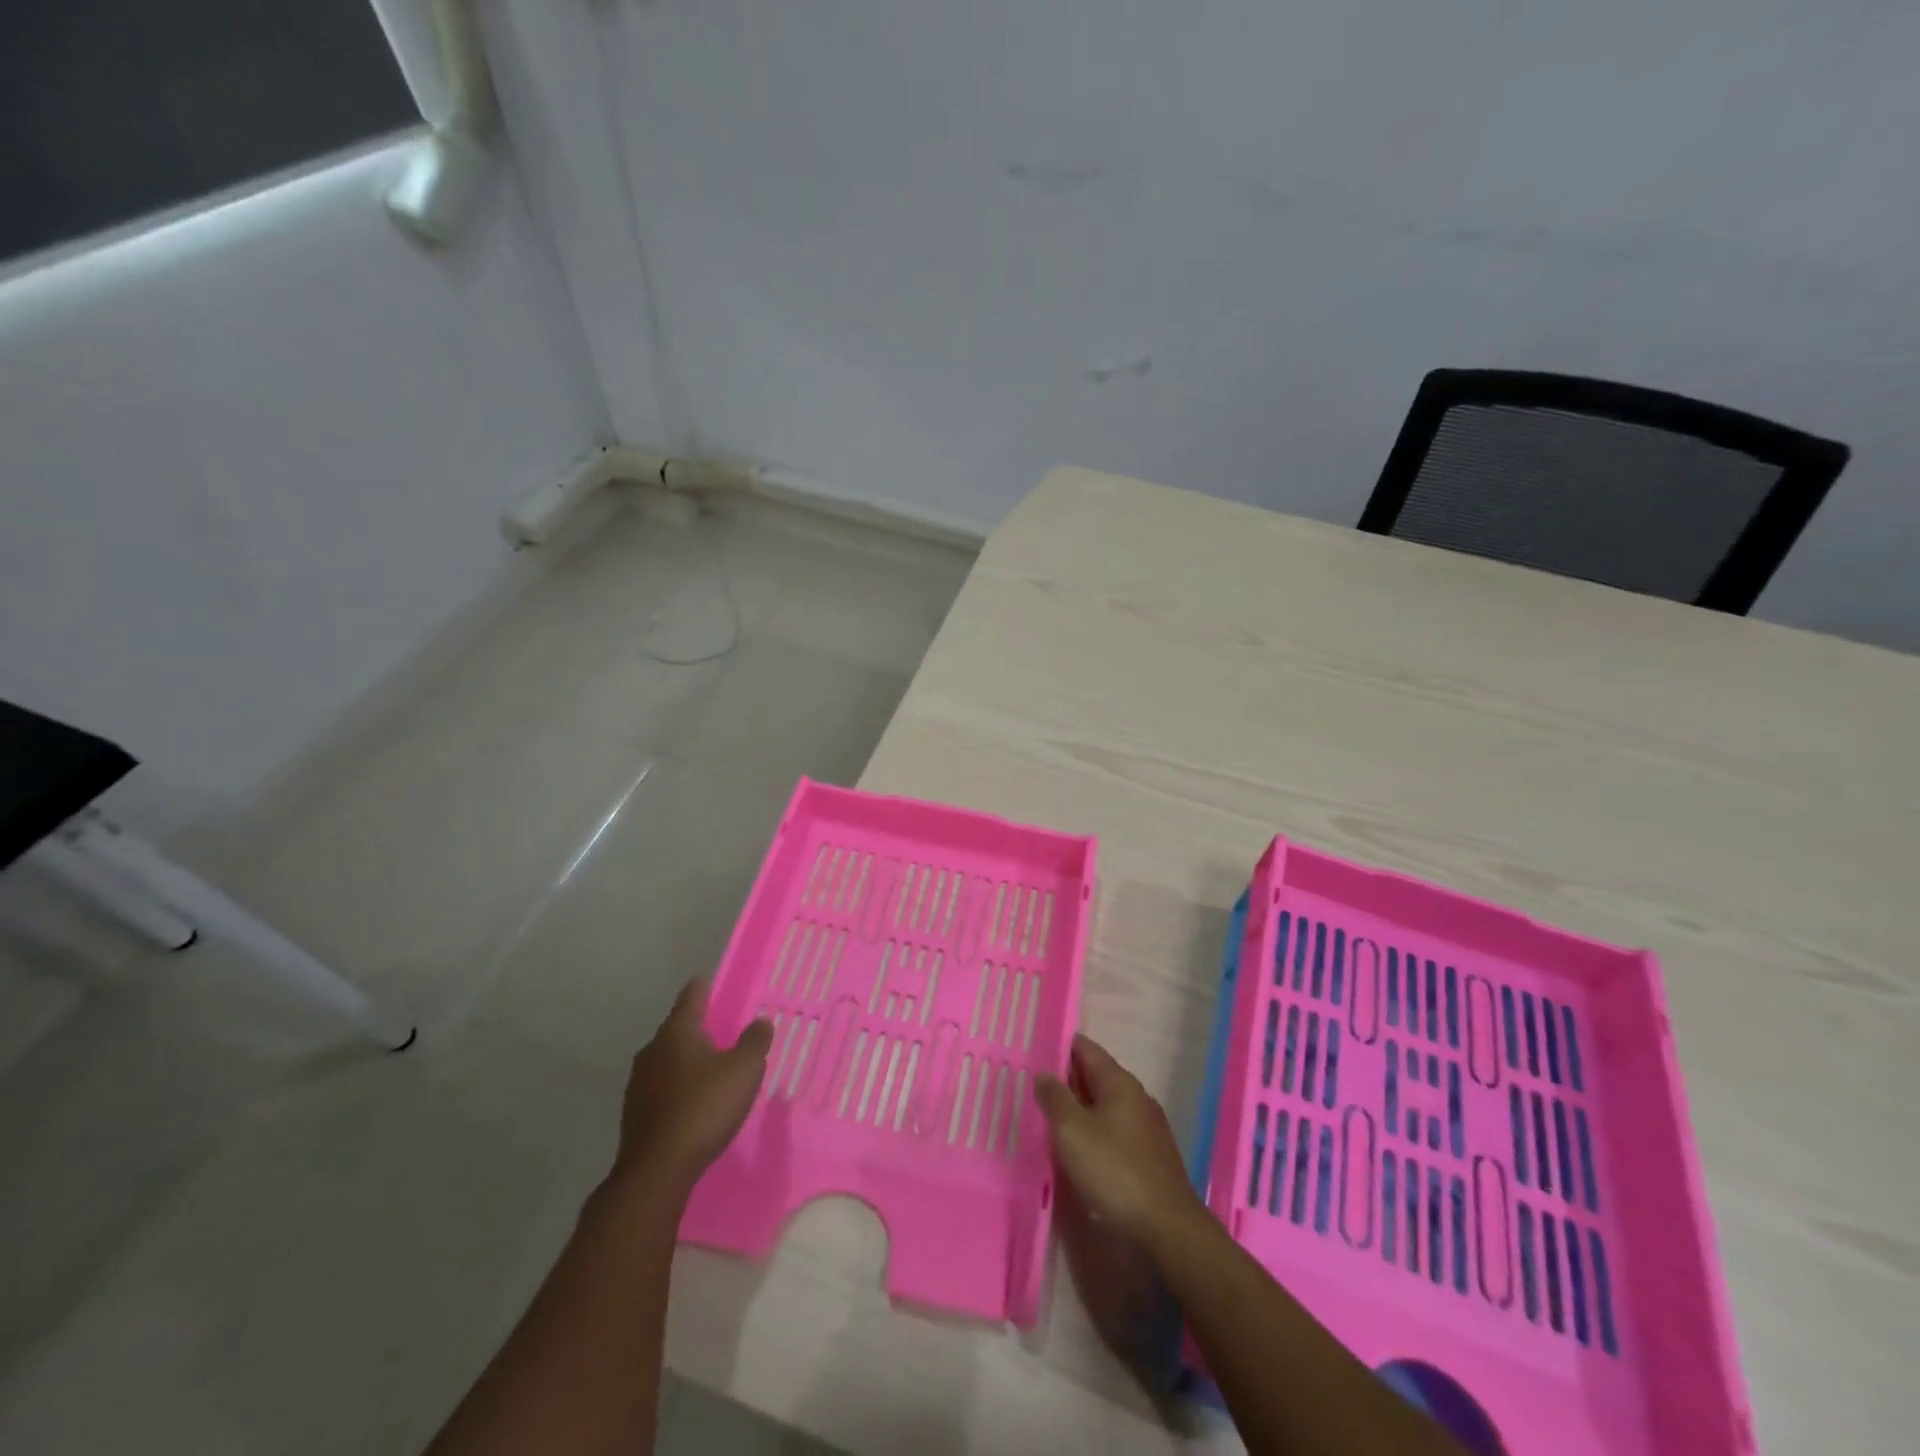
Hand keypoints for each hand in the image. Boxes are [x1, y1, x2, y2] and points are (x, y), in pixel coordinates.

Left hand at [612, 979, 772, 1195]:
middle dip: (697, 1029)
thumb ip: (754, 1041)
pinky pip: (662, 1089)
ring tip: (710, 1068)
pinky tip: (693, 1102)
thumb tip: (761, 1021)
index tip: (708, 982)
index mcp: (677, 1031)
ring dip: (686, 1062)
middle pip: (677, 1029)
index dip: (702, 988)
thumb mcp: (744, 1070)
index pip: (691, 997)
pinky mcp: (635, 1114)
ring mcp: (639, 1083)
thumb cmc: (704, 1107)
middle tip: (720, 1031)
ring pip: (667, 1060)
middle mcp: (653, 1050)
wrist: (657, 1169)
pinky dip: (678, 1088)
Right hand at [1035, 1034, 1203, 1249]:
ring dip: (1079, 1109)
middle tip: (1033, 1086)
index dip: (1059, 1046)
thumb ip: (1055, 1098)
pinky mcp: (1149, 1156)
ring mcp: (1146, 1127)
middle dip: (1066, 1079)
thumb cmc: (1115, 1170)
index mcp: (1119, 1082)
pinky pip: (1114, 1131)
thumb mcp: (1072, 1131)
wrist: (1167, 1228)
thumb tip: (1044, 1075)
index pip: (1086, 1049)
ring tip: (1049, 1118)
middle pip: (1096, 1076)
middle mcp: (1136, 1097)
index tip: (1034, 1051)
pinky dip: (1094, 1131)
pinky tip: (1078, 1149)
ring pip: (1105, 1106)